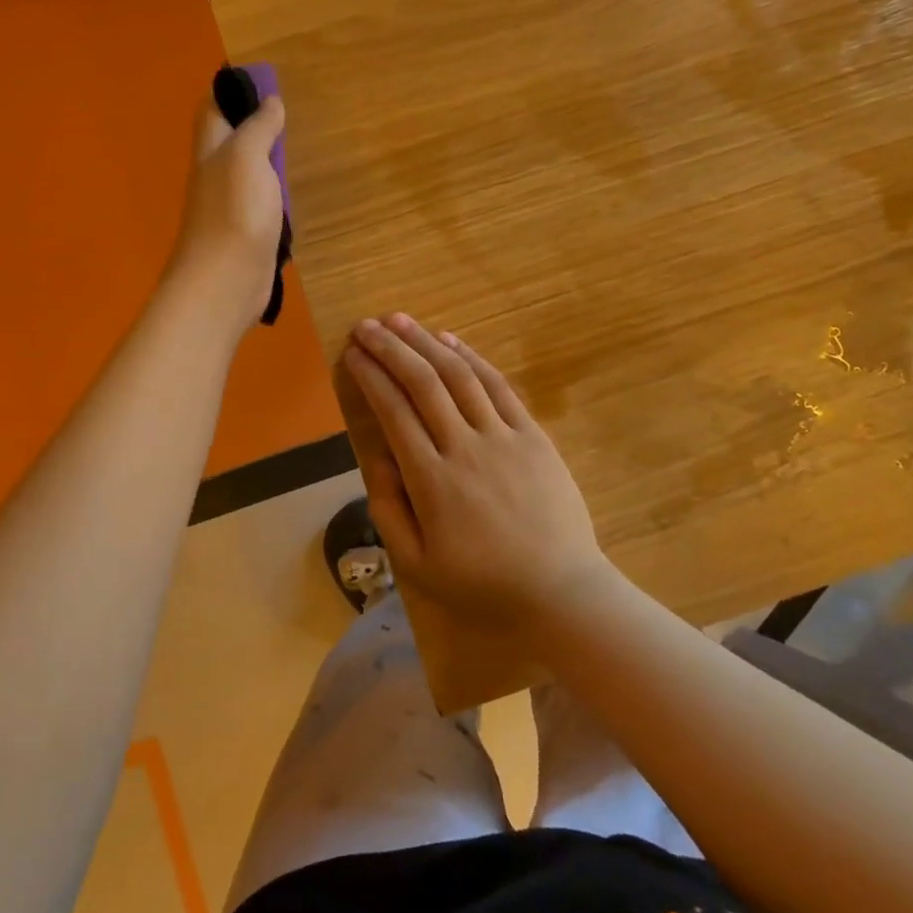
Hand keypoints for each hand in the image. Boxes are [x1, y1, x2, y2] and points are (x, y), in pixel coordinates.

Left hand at [166, 92, 284, 330]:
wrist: (225, 283)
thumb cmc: (235, 213)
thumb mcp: (247, 157)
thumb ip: (258, 128)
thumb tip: (270, 102)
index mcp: (210, 151)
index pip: (213, 109)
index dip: (230, 90)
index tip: (260, 79)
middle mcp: (215, 175)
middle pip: (230, 140)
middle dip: (253, 125)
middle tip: (287, 114)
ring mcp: (230, 207)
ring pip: (249, 174)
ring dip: (267, 162)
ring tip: (296, 148)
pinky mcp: (247, 234)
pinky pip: (262, 204)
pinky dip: (276, 195)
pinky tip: (293, 194)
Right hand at [339, 313, 611, 628]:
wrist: (560, 591)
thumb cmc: (483, 583)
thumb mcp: (417, 565)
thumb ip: (388, 509)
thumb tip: (375, 456)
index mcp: (431, 480)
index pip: (394, 412)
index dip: (370, 376)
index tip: (352, 353)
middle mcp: (464, 447)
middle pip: (422, 383)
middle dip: (390, 349)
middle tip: (365, 325)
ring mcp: (503, 436)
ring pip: (458, 375)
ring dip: (426, 342)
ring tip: (399, 320)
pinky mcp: (533, 435)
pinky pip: (498, 386)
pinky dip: (472, 358)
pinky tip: (450, 340)